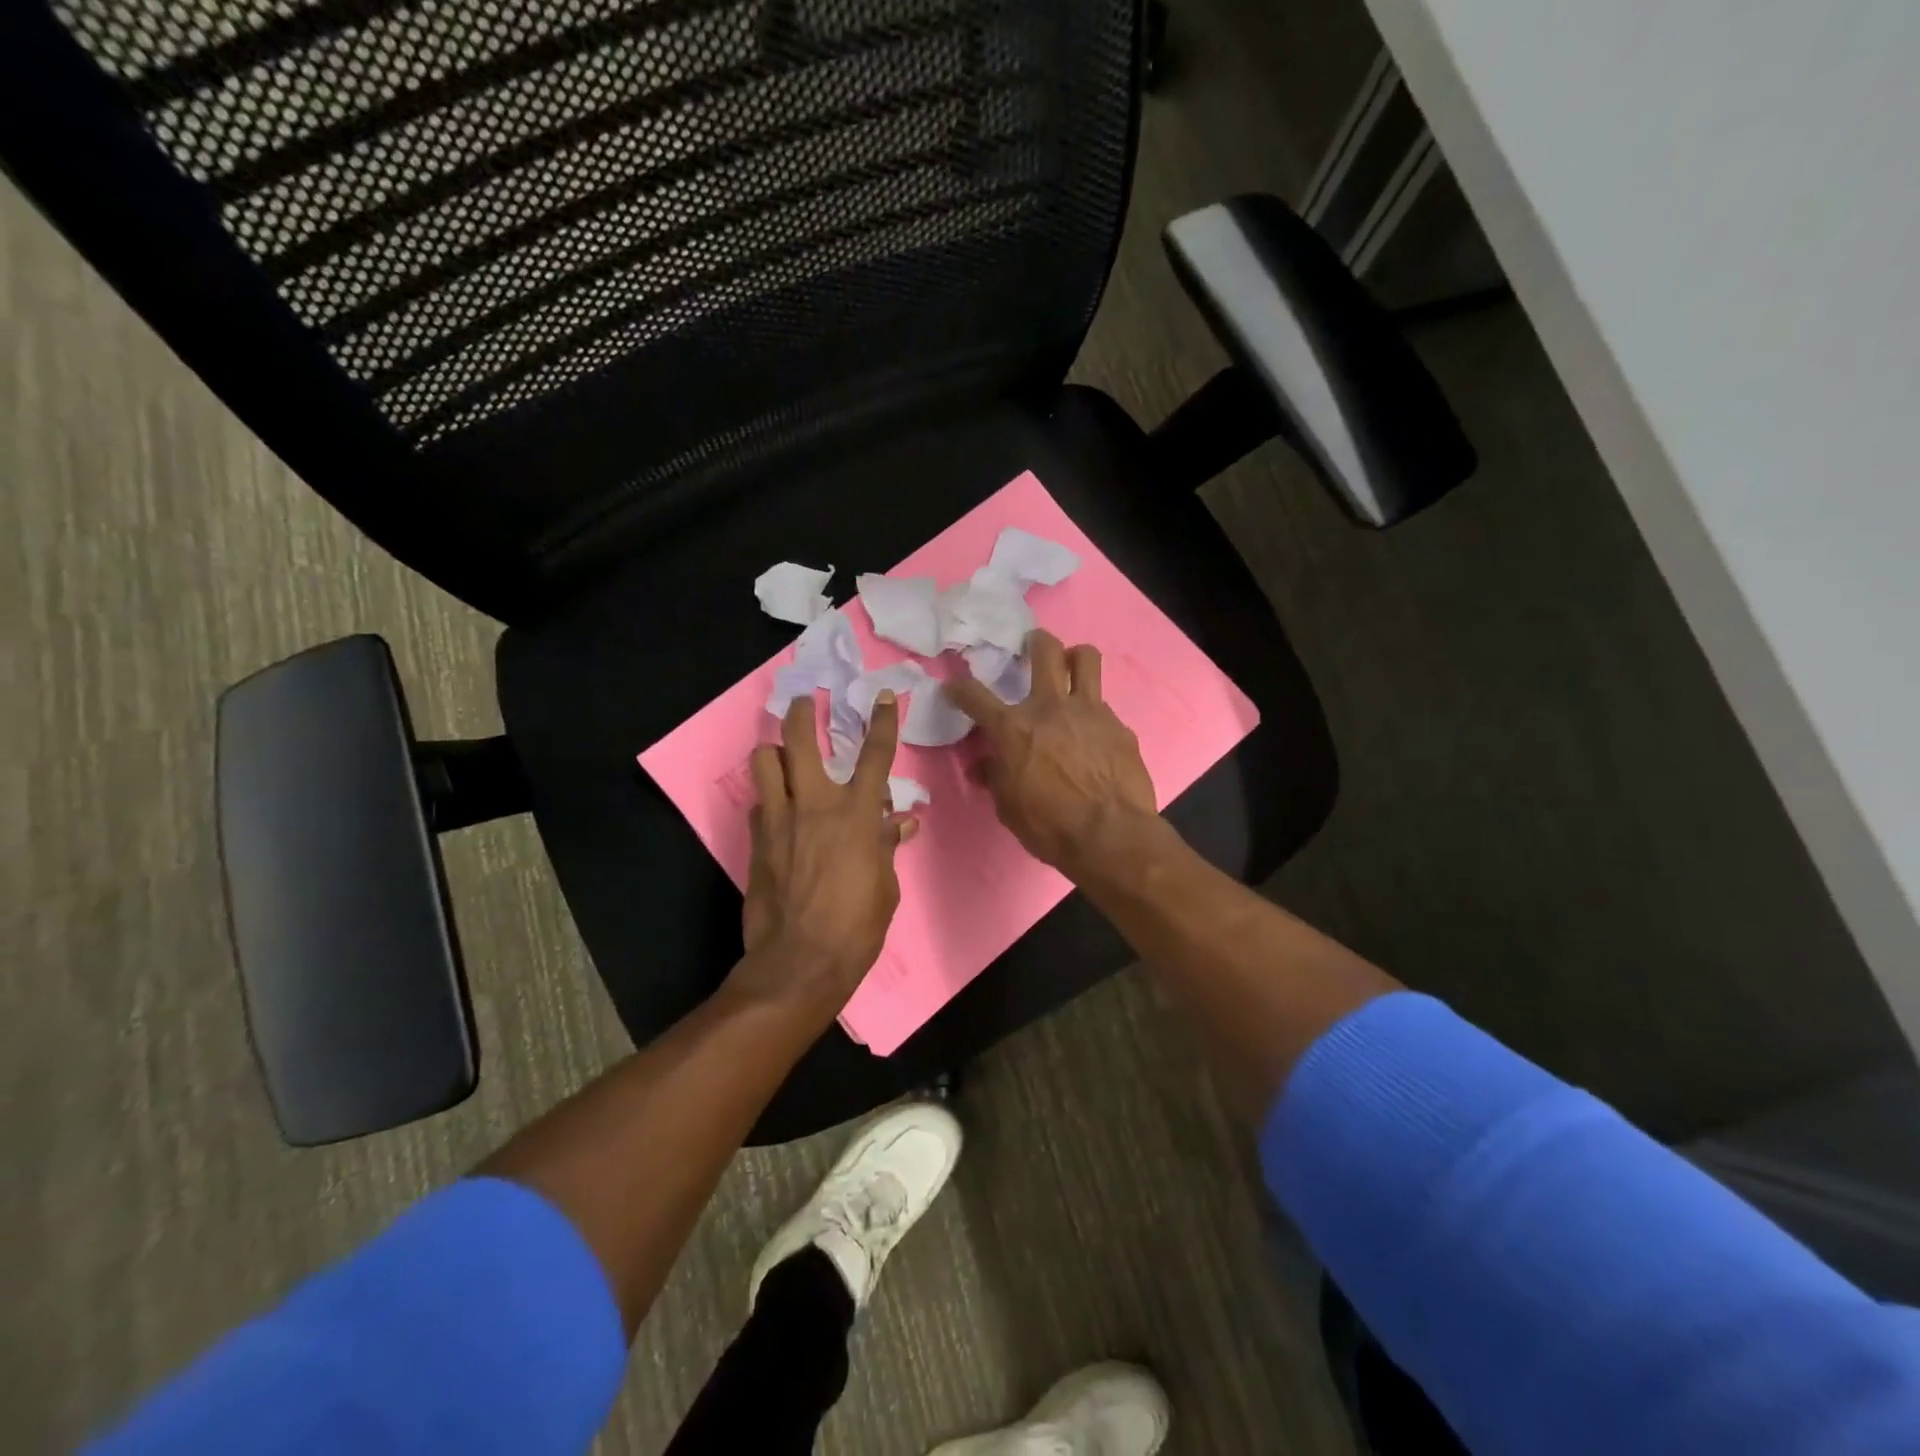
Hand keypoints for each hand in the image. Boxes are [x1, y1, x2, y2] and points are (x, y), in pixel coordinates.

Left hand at [738, 691, 918, 1008]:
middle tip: (806, 703)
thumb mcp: (886, 887)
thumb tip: (902, 823)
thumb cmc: (856, 927)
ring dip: (774, 752)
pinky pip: (759, 804)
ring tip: (782, 756)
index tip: (884, 696)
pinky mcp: (755, 841)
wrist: (799, 962)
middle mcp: (815, 805)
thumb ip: (888, 847)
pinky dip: (769, 799)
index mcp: (857, 815)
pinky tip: (777, 813)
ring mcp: (779, 820)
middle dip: (803, 713)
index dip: (883, 722)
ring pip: (764, 761)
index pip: (875, 756)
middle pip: (800, 740)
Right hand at [947, 630, 1158, 876]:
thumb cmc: (1049, 826)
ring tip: (1072, 667)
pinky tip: (1095, 737)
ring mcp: (1089, 711)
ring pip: (1085, 658)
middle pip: (1044, 651)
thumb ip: (995, 777)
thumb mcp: (1008, 807)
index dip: (959, 688)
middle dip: (1035, 642)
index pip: (975, 696)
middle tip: (1033, 646)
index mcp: (1013, 728)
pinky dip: (1094, 715)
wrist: (1110, 835)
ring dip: (1075, 657)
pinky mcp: (1119, 726)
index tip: (954, 687)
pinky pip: (1104, 707)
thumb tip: (983, 766)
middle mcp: (1050, 707)